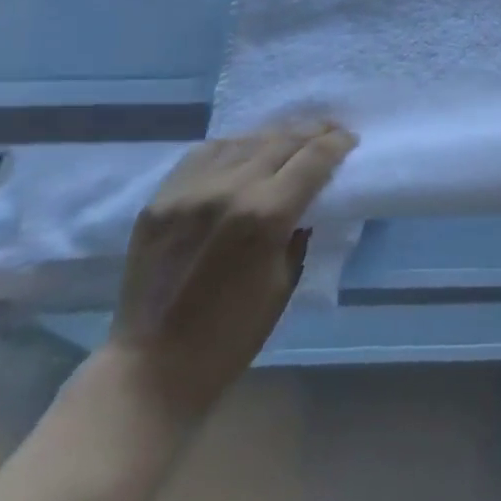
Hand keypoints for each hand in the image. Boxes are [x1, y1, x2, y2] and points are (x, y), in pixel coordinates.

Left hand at [105, 122, 355, 423]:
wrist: (150, 369)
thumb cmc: (231, 336)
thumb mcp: (285, 283)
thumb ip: (299, 231)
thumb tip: (307, 200)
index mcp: (266, 215)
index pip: (313, 158)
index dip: (337, 143)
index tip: (349, 139)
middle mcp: (229, 190)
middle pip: (282, 140)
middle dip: (312, 131)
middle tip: (329, 131)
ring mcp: (190, 191)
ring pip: (244, 141)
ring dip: (274, 136)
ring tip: (289, 138)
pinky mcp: (160, 199)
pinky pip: (204, 154)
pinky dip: (232, 147)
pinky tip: (243, 151)